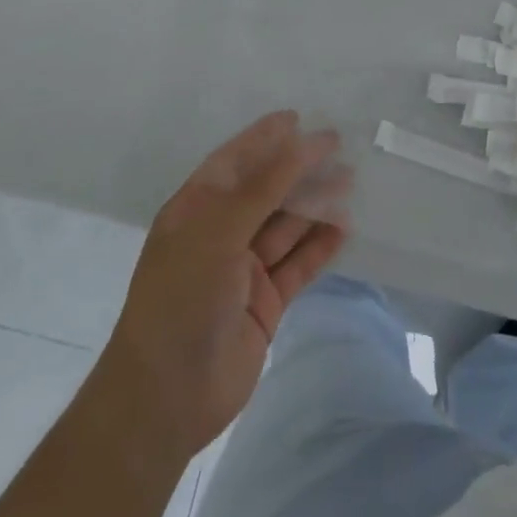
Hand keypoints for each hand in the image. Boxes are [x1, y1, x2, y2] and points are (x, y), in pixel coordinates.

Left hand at [93, 111, 348, 462]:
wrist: (166, 398)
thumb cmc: (182, 299)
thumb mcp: (218, 231)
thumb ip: (263, 187)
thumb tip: (301, 141)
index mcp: (196, 211)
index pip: (234, 162)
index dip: (263, 139)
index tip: (298, 119)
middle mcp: (220, 234)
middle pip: (266, 191)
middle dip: (298, 169)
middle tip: (338, 147)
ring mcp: (243, 270)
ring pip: (286, 226)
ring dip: (315, 205)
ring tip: (350, 182)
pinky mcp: (265, 303)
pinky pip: (297, 265)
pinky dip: (319, 247)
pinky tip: (344, 229)